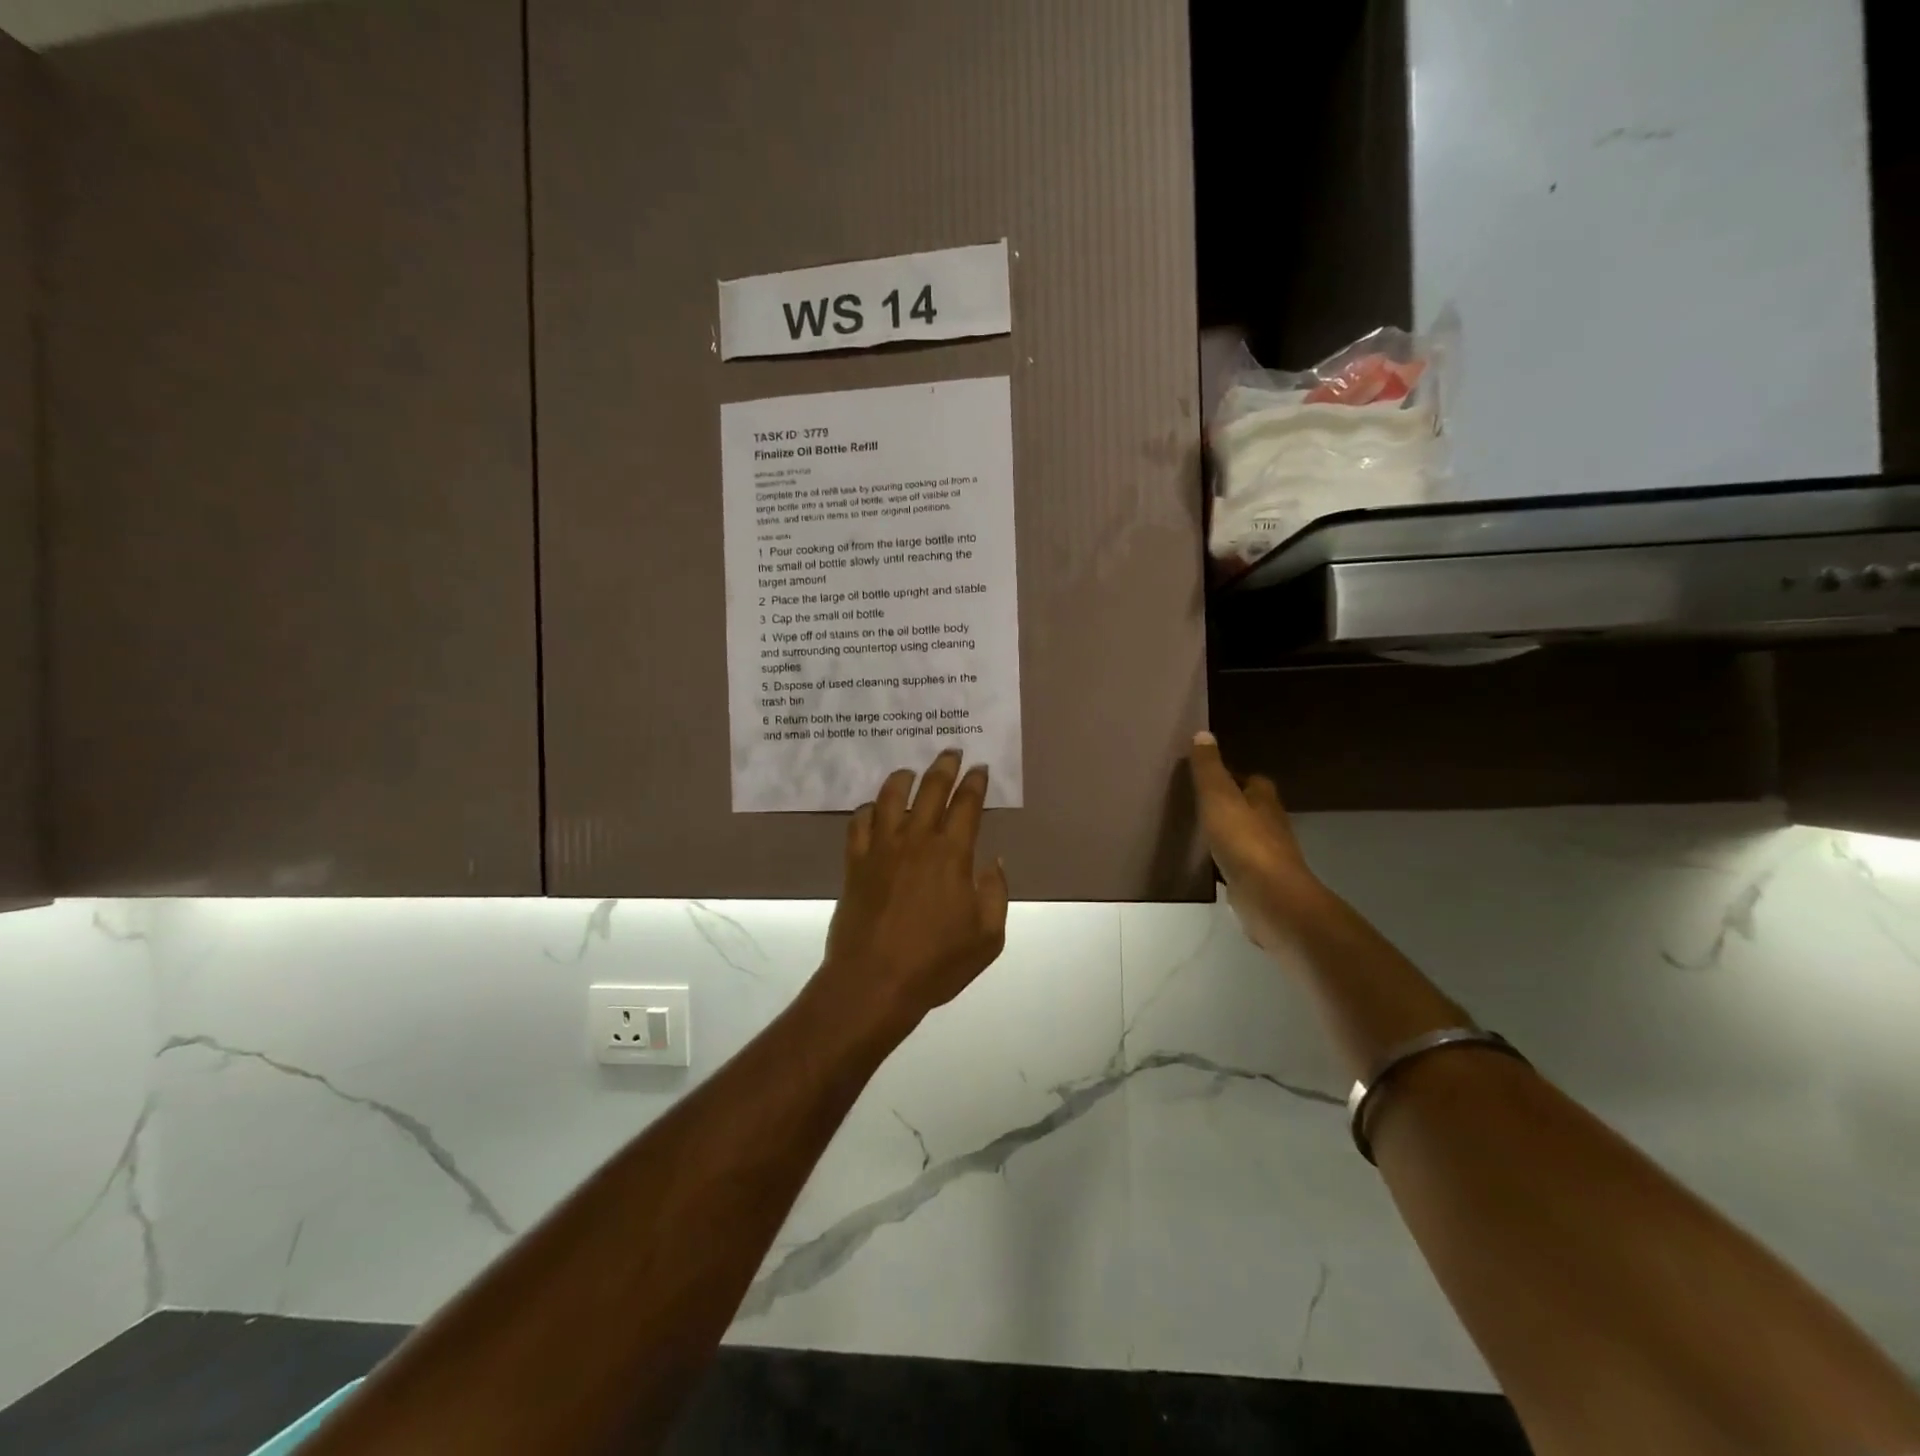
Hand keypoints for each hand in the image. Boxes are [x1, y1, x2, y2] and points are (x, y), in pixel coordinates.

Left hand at [819, 750, 1010, 1037]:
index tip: (979, 768)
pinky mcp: (855, 863)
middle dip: (944, 767)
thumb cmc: (936, 963)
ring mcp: (881, 849)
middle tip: (951, 751)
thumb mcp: (987, 936)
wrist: (874, 982)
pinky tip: (874, 809)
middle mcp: (916, 840)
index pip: (967, 805)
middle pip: (931, 790)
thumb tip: (993, 861)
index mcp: (952, 854)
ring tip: (910, 772)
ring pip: (891, 797)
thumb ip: (995, 893)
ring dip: (903, 779)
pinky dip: (869, 809)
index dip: (975, 783)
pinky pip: (859, 823)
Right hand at [1188, 731, 1318, 951]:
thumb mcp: (1219, 797)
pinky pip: (1236, 865)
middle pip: (1249, 808)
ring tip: (1194, 831)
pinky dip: (1223, 862)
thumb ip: (1209, 769)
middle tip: (1195, 802)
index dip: (1232, 776)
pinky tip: (1204, 865)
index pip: (1252, 780)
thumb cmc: (1245, 842)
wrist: (1270, 899)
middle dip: (1228, 804)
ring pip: (1243, 837)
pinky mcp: (1257, 883)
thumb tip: (1203, 734)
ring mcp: (1266, 857)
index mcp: (1263, 801)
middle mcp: (1270, 825)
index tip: (1207, 775)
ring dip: (1225, 834)